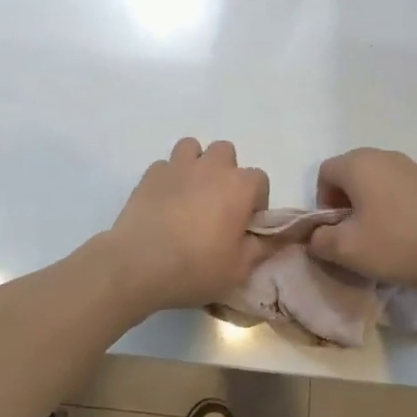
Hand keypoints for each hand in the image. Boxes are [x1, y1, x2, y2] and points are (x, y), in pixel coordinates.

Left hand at [101, 139, 271, 313]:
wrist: (138, 264)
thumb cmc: (196, 268)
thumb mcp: (239, 269)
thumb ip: (263, 247)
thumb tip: (277, 235)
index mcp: (238, 186)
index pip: (260, 179)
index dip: (256, 201)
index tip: (245, 224)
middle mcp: (210, 167)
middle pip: (226, 152)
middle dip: (226, 173)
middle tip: (218, 205)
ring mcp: (177, 166)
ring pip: (192, 148)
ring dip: (196, 165)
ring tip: (190, 194)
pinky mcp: (150, 174)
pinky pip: (165, 165)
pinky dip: (169, 178)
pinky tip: (164, 202)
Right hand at [307, 148, 416, 293]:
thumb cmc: (399, 244)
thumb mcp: (347, 251)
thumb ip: (319, 240)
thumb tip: (315, 236)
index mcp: (358, 164)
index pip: (324, 173)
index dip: (323, 203)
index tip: (337, 232)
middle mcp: (385, 156)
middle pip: (352, 174)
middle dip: (347, 204)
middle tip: (357, 236)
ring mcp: (415, 167)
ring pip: (379, 182)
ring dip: (373, 205)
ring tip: (385, 238)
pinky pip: (404, 191)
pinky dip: (398, 208)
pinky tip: (411, 236)